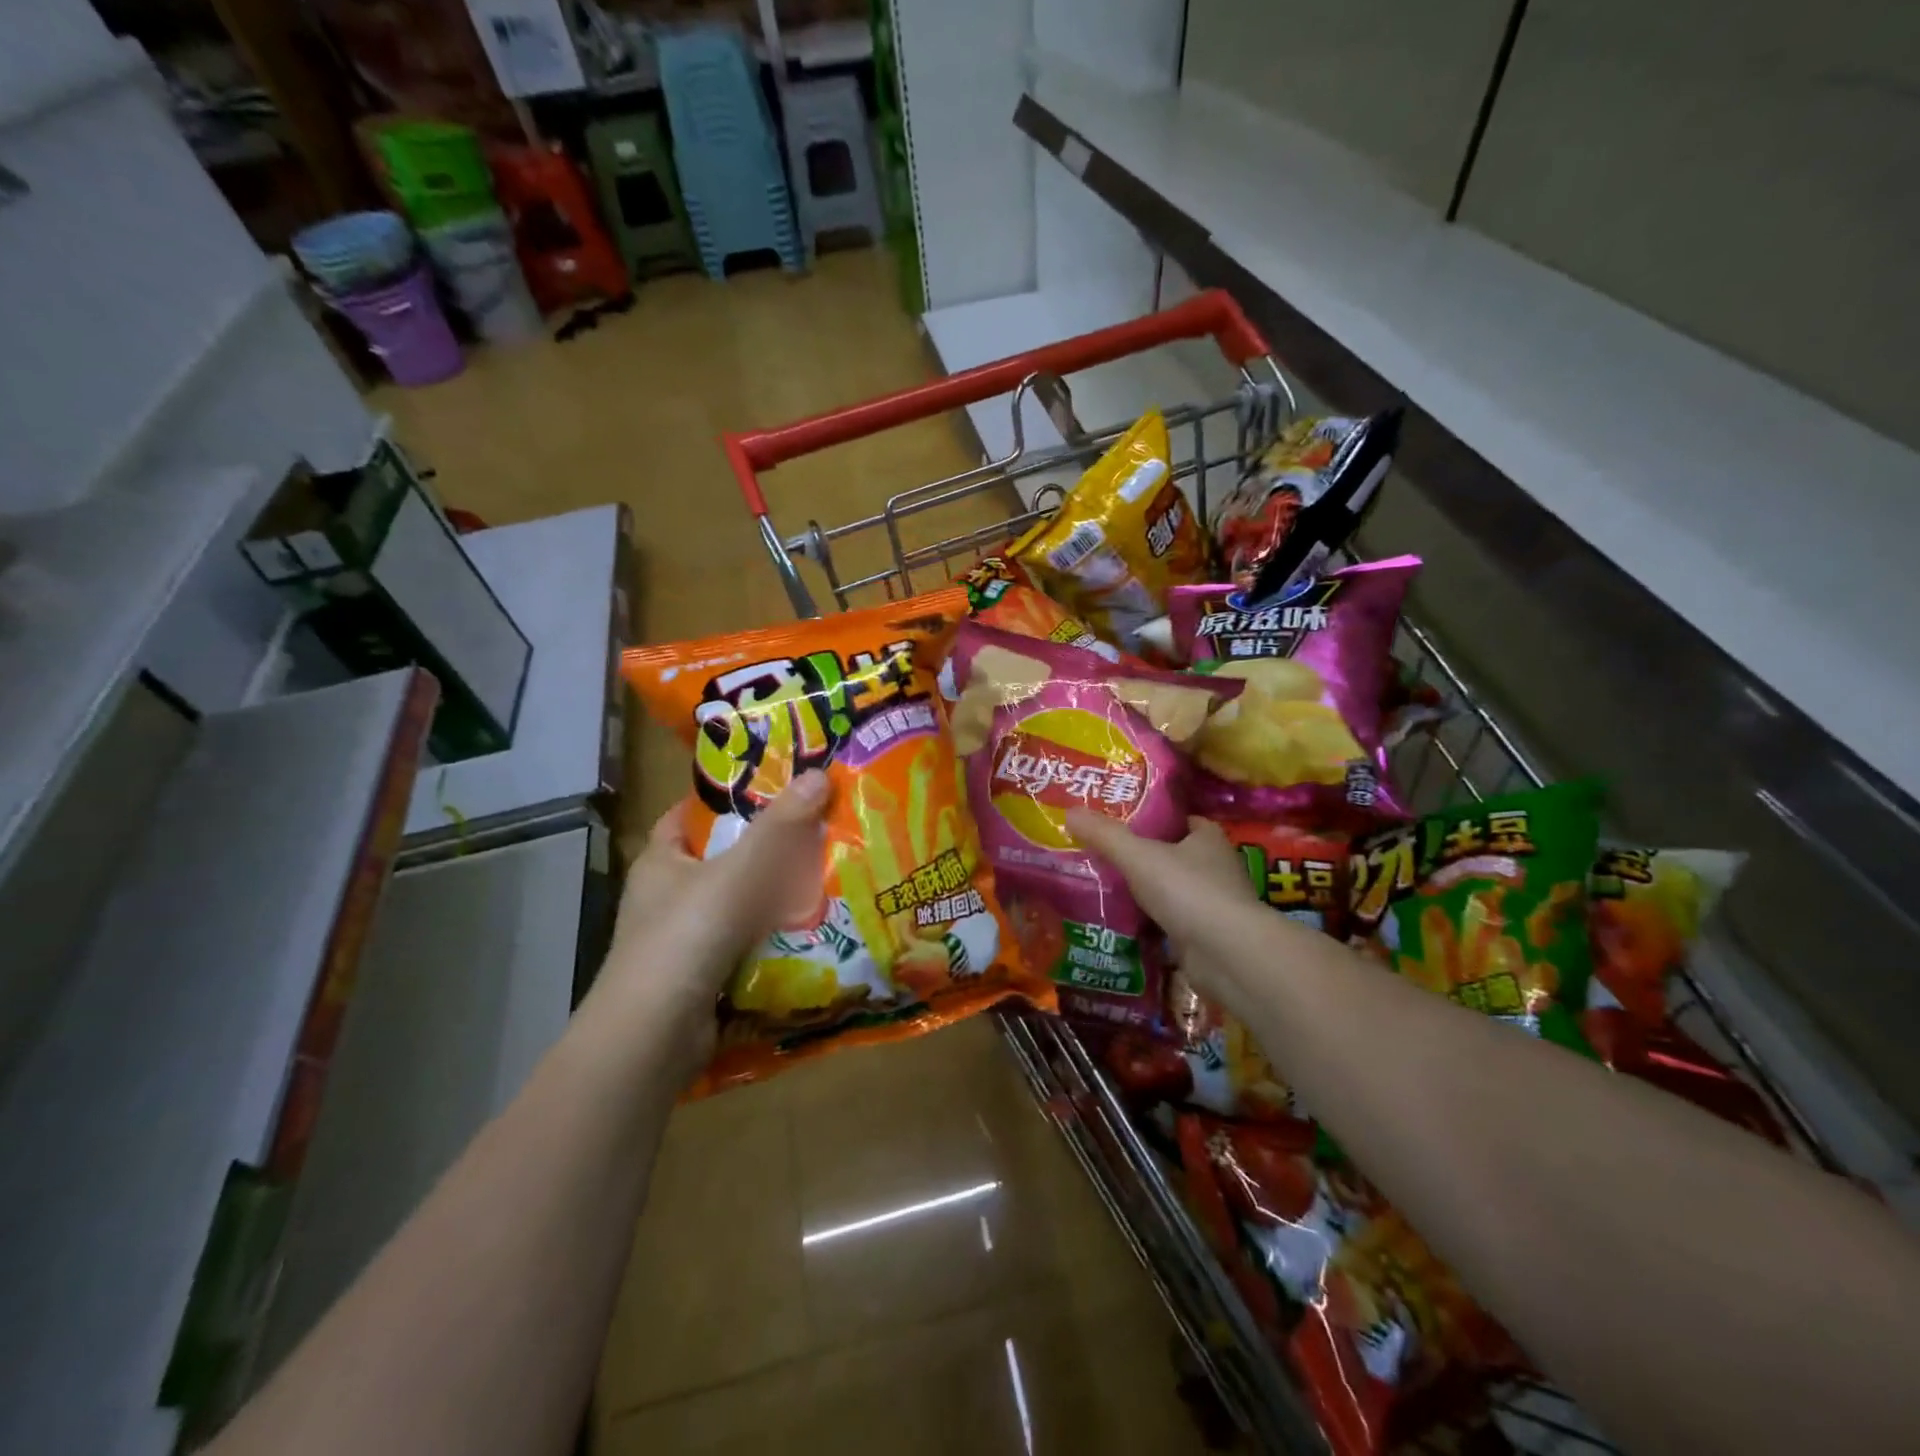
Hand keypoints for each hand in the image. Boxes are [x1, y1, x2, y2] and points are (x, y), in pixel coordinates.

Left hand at [594, 771, 830, 1078]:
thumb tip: (819, 774)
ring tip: (829, 872)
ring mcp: (684, 938)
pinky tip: (813, 927)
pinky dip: (775, 935)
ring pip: (740, 902)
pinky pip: (747, 942)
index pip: (689, 815)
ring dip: (777, 894)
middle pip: (724, 858)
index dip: (727, 798)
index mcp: (661, 861)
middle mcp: (668, 895)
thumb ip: (780, 827)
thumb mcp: (738, 873)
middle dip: (768, 847)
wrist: (653, 1038)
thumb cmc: (686, 937)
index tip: (774, 788)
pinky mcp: (703, 975)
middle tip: (819, 828)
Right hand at [1063, 810, 1255, 963]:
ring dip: (1148, 892)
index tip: (1120, 822)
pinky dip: (1152, 923)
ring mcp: (1215, 904)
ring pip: (1173, 890)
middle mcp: (1217, 866)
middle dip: (1144, 857)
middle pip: (1174, 855)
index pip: (1179, 820)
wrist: (1228, 954)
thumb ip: (1104, 835)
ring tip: (1106, 889)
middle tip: (1103, 855)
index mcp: (1208, 838)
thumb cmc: (1188, 891)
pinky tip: (1124, 924)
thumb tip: (1070, 812)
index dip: (1152, 819)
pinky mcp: (1208, 936)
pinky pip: (1173, 922)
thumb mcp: (1138, 856)